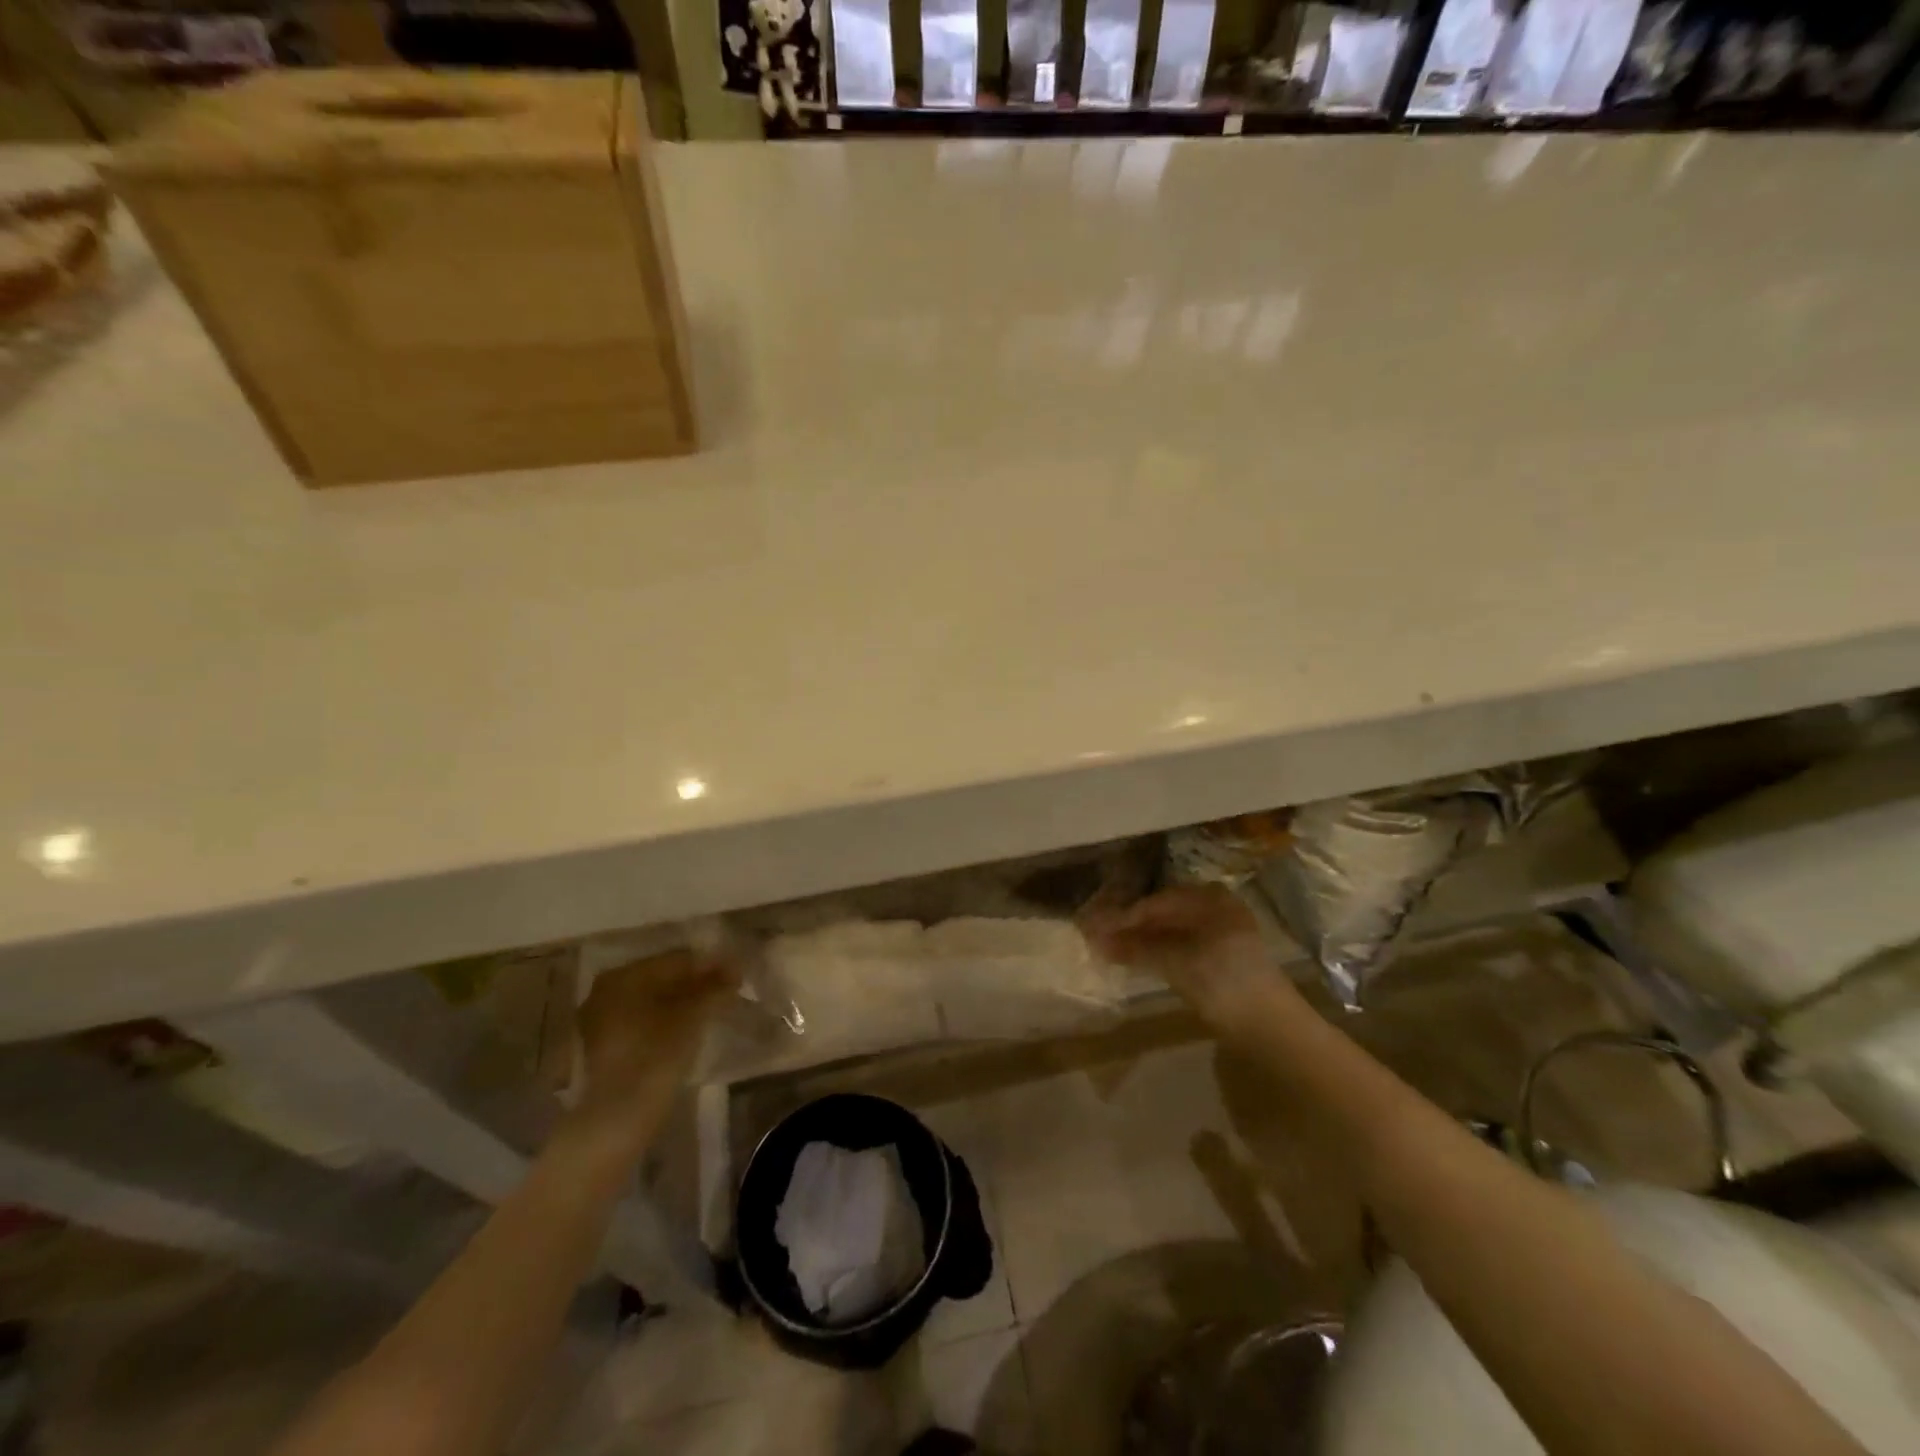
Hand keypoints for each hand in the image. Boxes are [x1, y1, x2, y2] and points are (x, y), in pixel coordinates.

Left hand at [570, 950, 737, 1142]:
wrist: (619, 1116)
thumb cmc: (656, 1054)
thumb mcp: (693, 1015)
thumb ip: (714, 987)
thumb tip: (735, 968)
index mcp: (623, 975)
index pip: (677, 959)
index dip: (710, 965)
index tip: (737, 975)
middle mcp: (605, 990)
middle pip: (662, 978)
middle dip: (696, 982)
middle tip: (728, 991)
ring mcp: (600, 1019)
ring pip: (652, 1000)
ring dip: (683, 1001)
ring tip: (713, 1009)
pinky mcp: (604, 1046)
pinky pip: (642, 1020)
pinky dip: (666, 1019)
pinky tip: (688, 1028)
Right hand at [1083, 884, 1294, 1027]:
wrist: (1273, 1031)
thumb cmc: (1225, 984)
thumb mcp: (1177, 962)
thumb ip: (1136, 947)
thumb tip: (1094, 937)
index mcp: (1211, 900)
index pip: (1156, 901)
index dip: (1123, 915)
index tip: (1092, 927)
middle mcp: (1216, 909)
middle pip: (1163, 913)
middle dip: (1130, 926)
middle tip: (1097, 937)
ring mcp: (1220, 935)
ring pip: (1170, 932)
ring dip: (1141, 940)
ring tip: (1110, 949)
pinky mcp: (1220, 960)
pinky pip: (1179, 947)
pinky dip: (1157, 952)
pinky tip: (1137, 960)